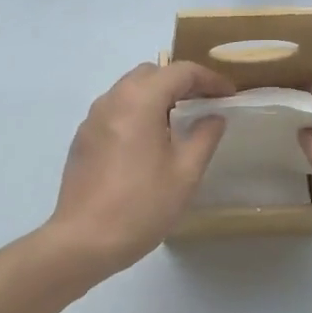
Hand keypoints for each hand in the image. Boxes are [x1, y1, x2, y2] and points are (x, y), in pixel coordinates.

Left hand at [46, 60, 233, 274]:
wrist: (84, 240)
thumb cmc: (141, 206)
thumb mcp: (185, 173)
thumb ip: (204, 137)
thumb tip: (214, 116)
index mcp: (139, 101)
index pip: (180, 71)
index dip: (209, 79)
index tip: (228, 95)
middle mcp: (112, 99)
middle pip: (151, 73)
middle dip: (180, 82)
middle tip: (204, 104)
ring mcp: (92, 118)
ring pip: (129, 89)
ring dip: (157, 95)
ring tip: (178, 123)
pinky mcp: (83, 137)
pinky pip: (115, 109)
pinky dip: (137, 112)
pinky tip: (148, 142)